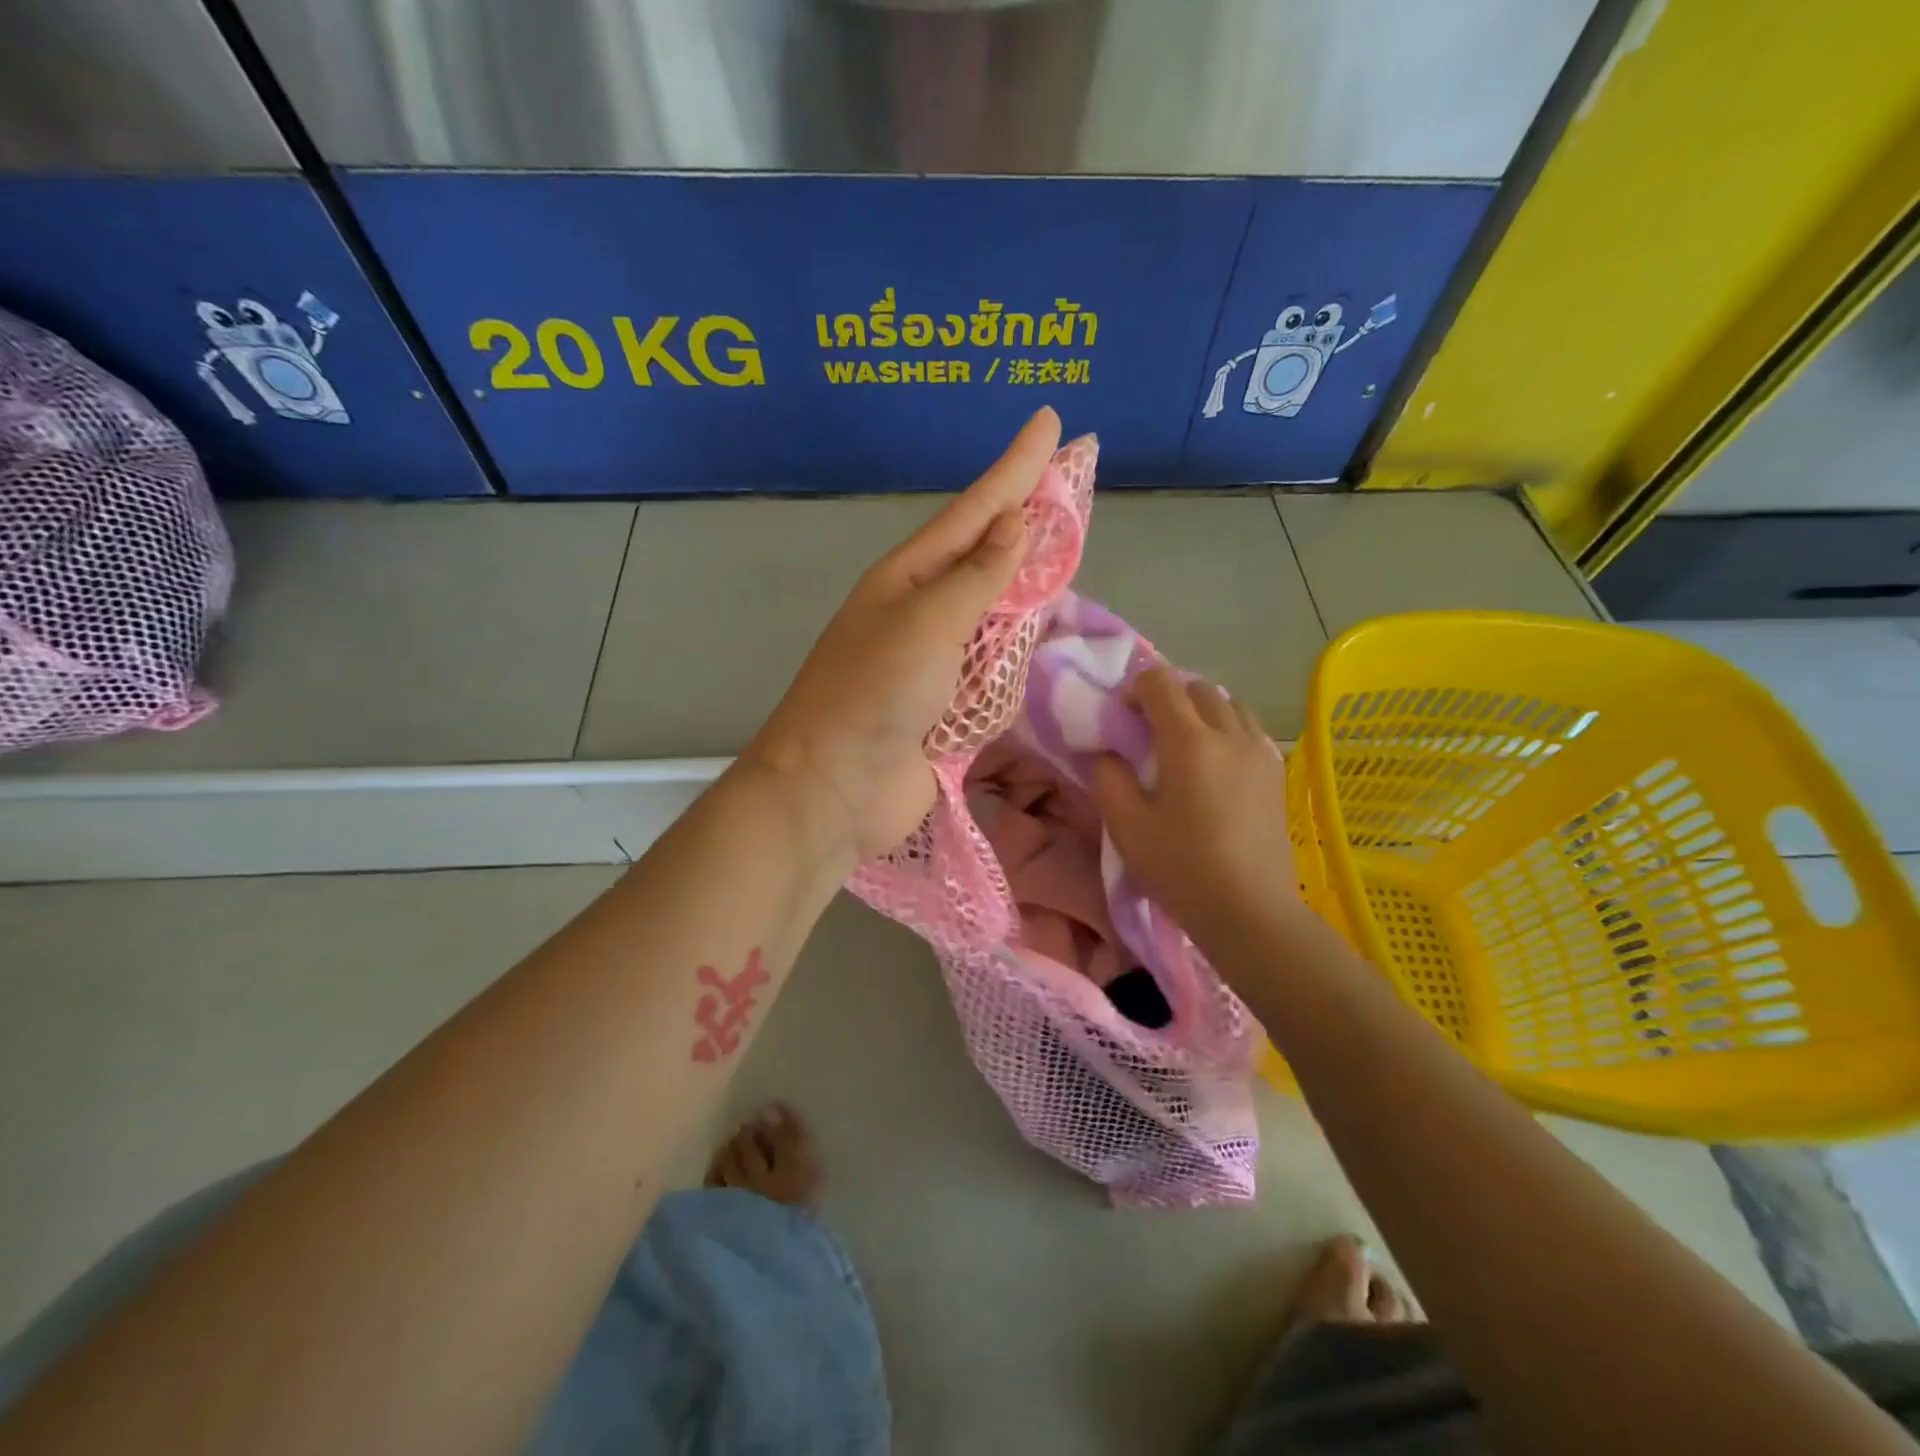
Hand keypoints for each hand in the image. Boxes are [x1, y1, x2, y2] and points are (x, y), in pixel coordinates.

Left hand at [743, 407, 1061, 859]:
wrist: (834, 789)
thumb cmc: (872, 694)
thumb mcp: (925, 624)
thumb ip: (976, 578)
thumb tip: (1014, 526)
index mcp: (907, 578)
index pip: (974, 510)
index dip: (1016, 467)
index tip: (1052, 422)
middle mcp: (922, 611)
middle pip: (986, 555)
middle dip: (1026, 518)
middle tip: (1068, 480)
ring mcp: (936, 660)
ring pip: (994, 610)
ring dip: (1026, 582)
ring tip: (1064, 546)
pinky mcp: (950, 707)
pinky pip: (994, 667)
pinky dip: (1017, 650)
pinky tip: (1041, 631)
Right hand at [1092, 667, 1301, 941]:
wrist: (1250, 910)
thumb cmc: (1181, 868)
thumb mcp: (1126, 827)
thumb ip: (1109, 778)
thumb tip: (1109, 754)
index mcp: (1189, 742)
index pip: (1161, 683)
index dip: (1135, 688)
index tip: (1122, 717)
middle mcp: (1229, 734)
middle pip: (1197, 687)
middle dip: (1168, 696)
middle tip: (1148, 731)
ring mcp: (1259, 752)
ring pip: (1230, 704)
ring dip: (1201, 710)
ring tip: (1185, 744)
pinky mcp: (1276, 773)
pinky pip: (1249, 730)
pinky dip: (1227, 729)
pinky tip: (1216, 764)